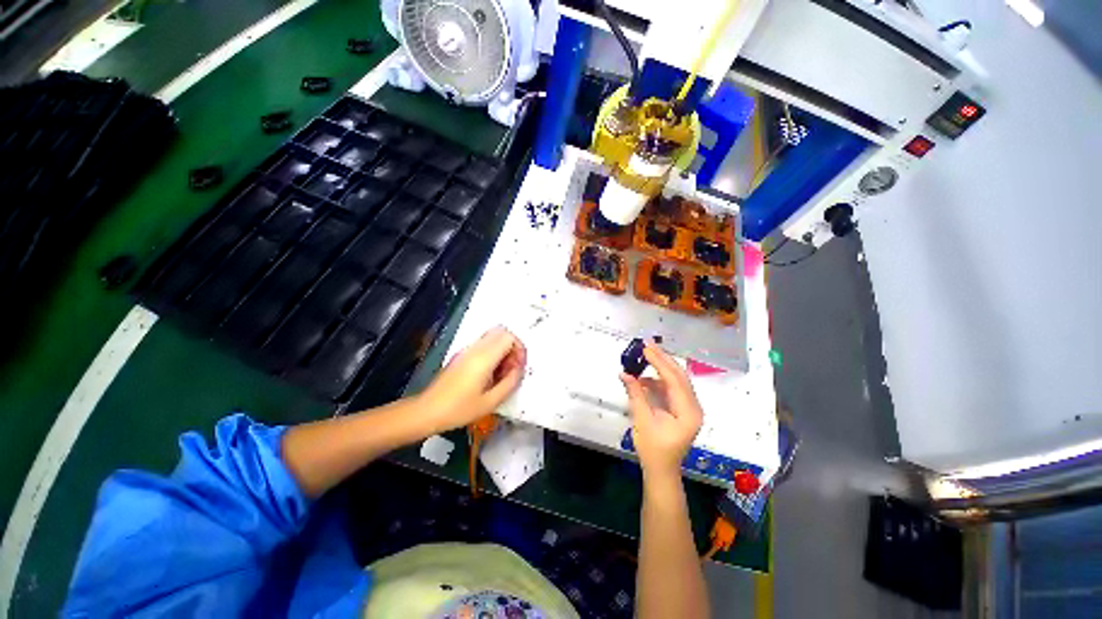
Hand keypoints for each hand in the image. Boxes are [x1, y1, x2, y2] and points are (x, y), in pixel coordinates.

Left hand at [418, 326, 525, 433]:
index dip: (519, 349)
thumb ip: (510, 383)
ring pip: (492, 337)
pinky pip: (483, 344)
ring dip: (502, 349)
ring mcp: (467, 350)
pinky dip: (492, 353)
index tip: (519, 367)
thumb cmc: (459, 409)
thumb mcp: (490, 402)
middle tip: (512, 367)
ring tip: (501, 372)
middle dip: (512, 347)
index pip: (509, 337)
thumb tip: (519, 370)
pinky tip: (489, 374)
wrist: (427, 411)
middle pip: (501, 332)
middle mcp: (475, 348)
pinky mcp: (461, 355)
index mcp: (484, 358)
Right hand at [621, 341, 702, 477]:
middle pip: (679, 376)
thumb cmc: (653, 449)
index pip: (675, 380)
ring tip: (645, 355)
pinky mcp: (682, 409)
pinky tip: (645, 377)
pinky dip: (659, 380)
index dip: (660, 362)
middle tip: (647, 344)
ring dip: (661, 367)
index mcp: (688, 411)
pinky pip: (672, 388)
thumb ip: (635, 394)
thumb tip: (624, 373)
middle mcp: (694, 406)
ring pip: (676, 380)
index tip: (646, 349)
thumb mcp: (642, 420)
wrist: (661, 470)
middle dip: (663, 359)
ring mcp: (689, 407)